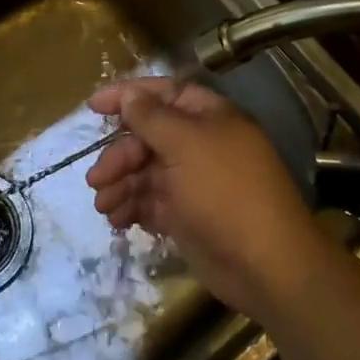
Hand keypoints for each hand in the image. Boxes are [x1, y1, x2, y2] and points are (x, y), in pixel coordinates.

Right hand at [85, 77, 325, 319]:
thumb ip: (152, 117)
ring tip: (103, 206)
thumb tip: (128, 94)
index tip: (93, 106)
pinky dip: (132, 208)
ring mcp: (194, 182)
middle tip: (97, 178)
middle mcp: (201, 144)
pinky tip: (117, 220)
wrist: (265, 265)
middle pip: (149, 137)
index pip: (164, 93)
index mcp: (209, 117)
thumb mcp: (186, 145)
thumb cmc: (225, 191)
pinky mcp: (187, 216)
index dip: (128, 96)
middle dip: (120, 155)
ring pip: (146, 172)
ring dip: (120, 184)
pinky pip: (151, 203)